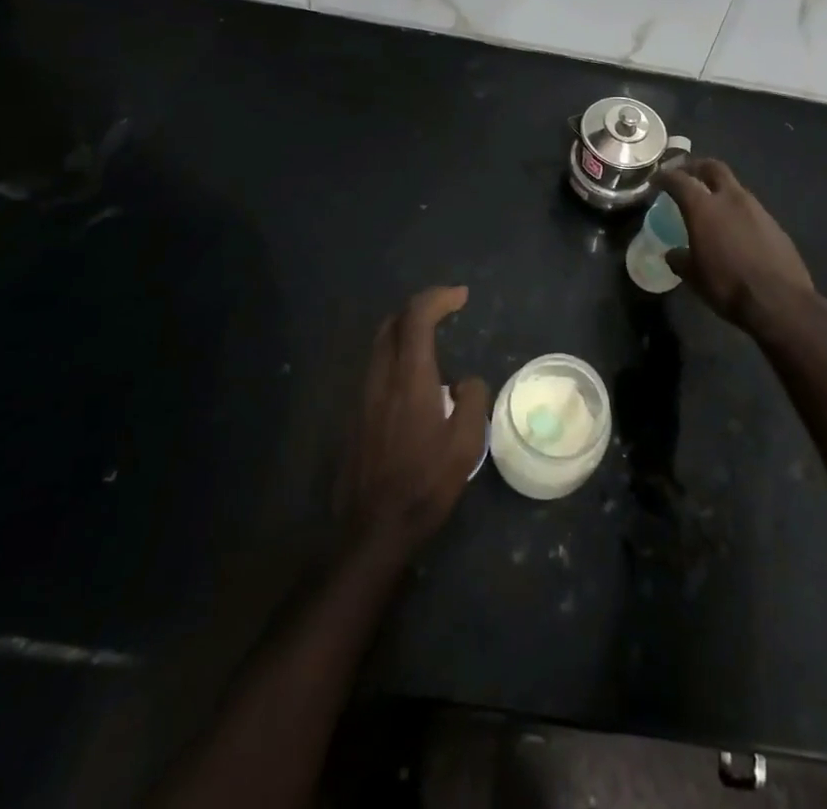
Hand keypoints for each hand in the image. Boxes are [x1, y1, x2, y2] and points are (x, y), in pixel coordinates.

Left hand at [336, 286, 488, 562]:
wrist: (371, 530)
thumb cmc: (424, 485)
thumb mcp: (465, 445)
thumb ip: (471, 401)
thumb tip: (466, 382)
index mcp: (410, 379)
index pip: (416, 318)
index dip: (438, 298)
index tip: (461, 296)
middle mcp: (381, 379)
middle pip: (392, 323)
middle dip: (419, 308)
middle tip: (445, 310)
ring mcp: (363, 397)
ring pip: (379, 344)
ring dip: (404, 330)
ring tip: (432, 339)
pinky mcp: (355, 415)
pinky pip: (375, 367)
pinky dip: (395, 354)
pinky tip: (413, 378)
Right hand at [660, 160, 822, 341]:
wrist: (780, 301)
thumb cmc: (727, 286)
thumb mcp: (693, 277)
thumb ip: (679, 259)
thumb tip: (673, 253)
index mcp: (704, 207)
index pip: (679, 180)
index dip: (665, 177)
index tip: (656, 180)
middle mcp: (731, 198)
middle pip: (713, 167)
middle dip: (697, 167)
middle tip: (686, 175)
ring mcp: (757, 208)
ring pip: (734, 187)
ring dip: (720, 189)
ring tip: (711, 205)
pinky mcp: (774, 223)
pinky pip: (750, 208)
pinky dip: (737, 211)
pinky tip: (734, 229)